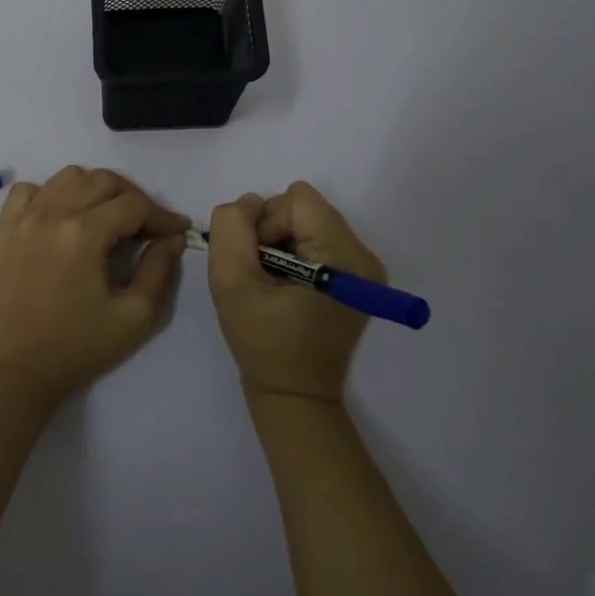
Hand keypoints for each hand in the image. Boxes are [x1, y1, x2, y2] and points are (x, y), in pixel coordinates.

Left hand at [0, 166, 190, 401]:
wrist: (15, 371)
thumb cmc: (77, 348)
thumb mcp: (133, 317)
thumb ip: (159, 271)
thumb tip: (171, 238)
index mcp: (83, 234)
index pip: (133, 205)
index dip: (162, 215)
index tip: (177, 231)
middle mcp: (52, 213)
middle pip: (103, 180)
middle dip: (134, 198)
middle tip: (147, 226)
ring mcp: (25, 217)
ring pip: (68, 176)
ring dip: (95, 189)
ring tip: (108, 217)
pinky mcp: (6, 228)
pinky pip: (29, 189)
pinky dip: (51, 193)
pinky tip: (63, 216)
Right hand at [208, 181, 388, 402]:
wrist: (294, 395)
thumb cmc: (263, 343)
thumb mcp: (230, 282)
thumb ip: (232, 228)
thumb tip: (249, 204)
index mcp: (343, 258)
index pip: (297, 199)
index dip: (267, 223)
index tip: (259, 263)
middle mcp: (363, 256)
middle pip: (305, 206)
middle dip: (274, 231)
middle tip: (264, 275)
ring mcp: (364, 266)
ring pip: (308, 219)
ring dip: (282, 241)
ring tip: (274, 282)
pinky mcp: (357, 275)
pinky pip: (316, 236)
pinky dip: (294, 252)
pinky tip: (288, 285)